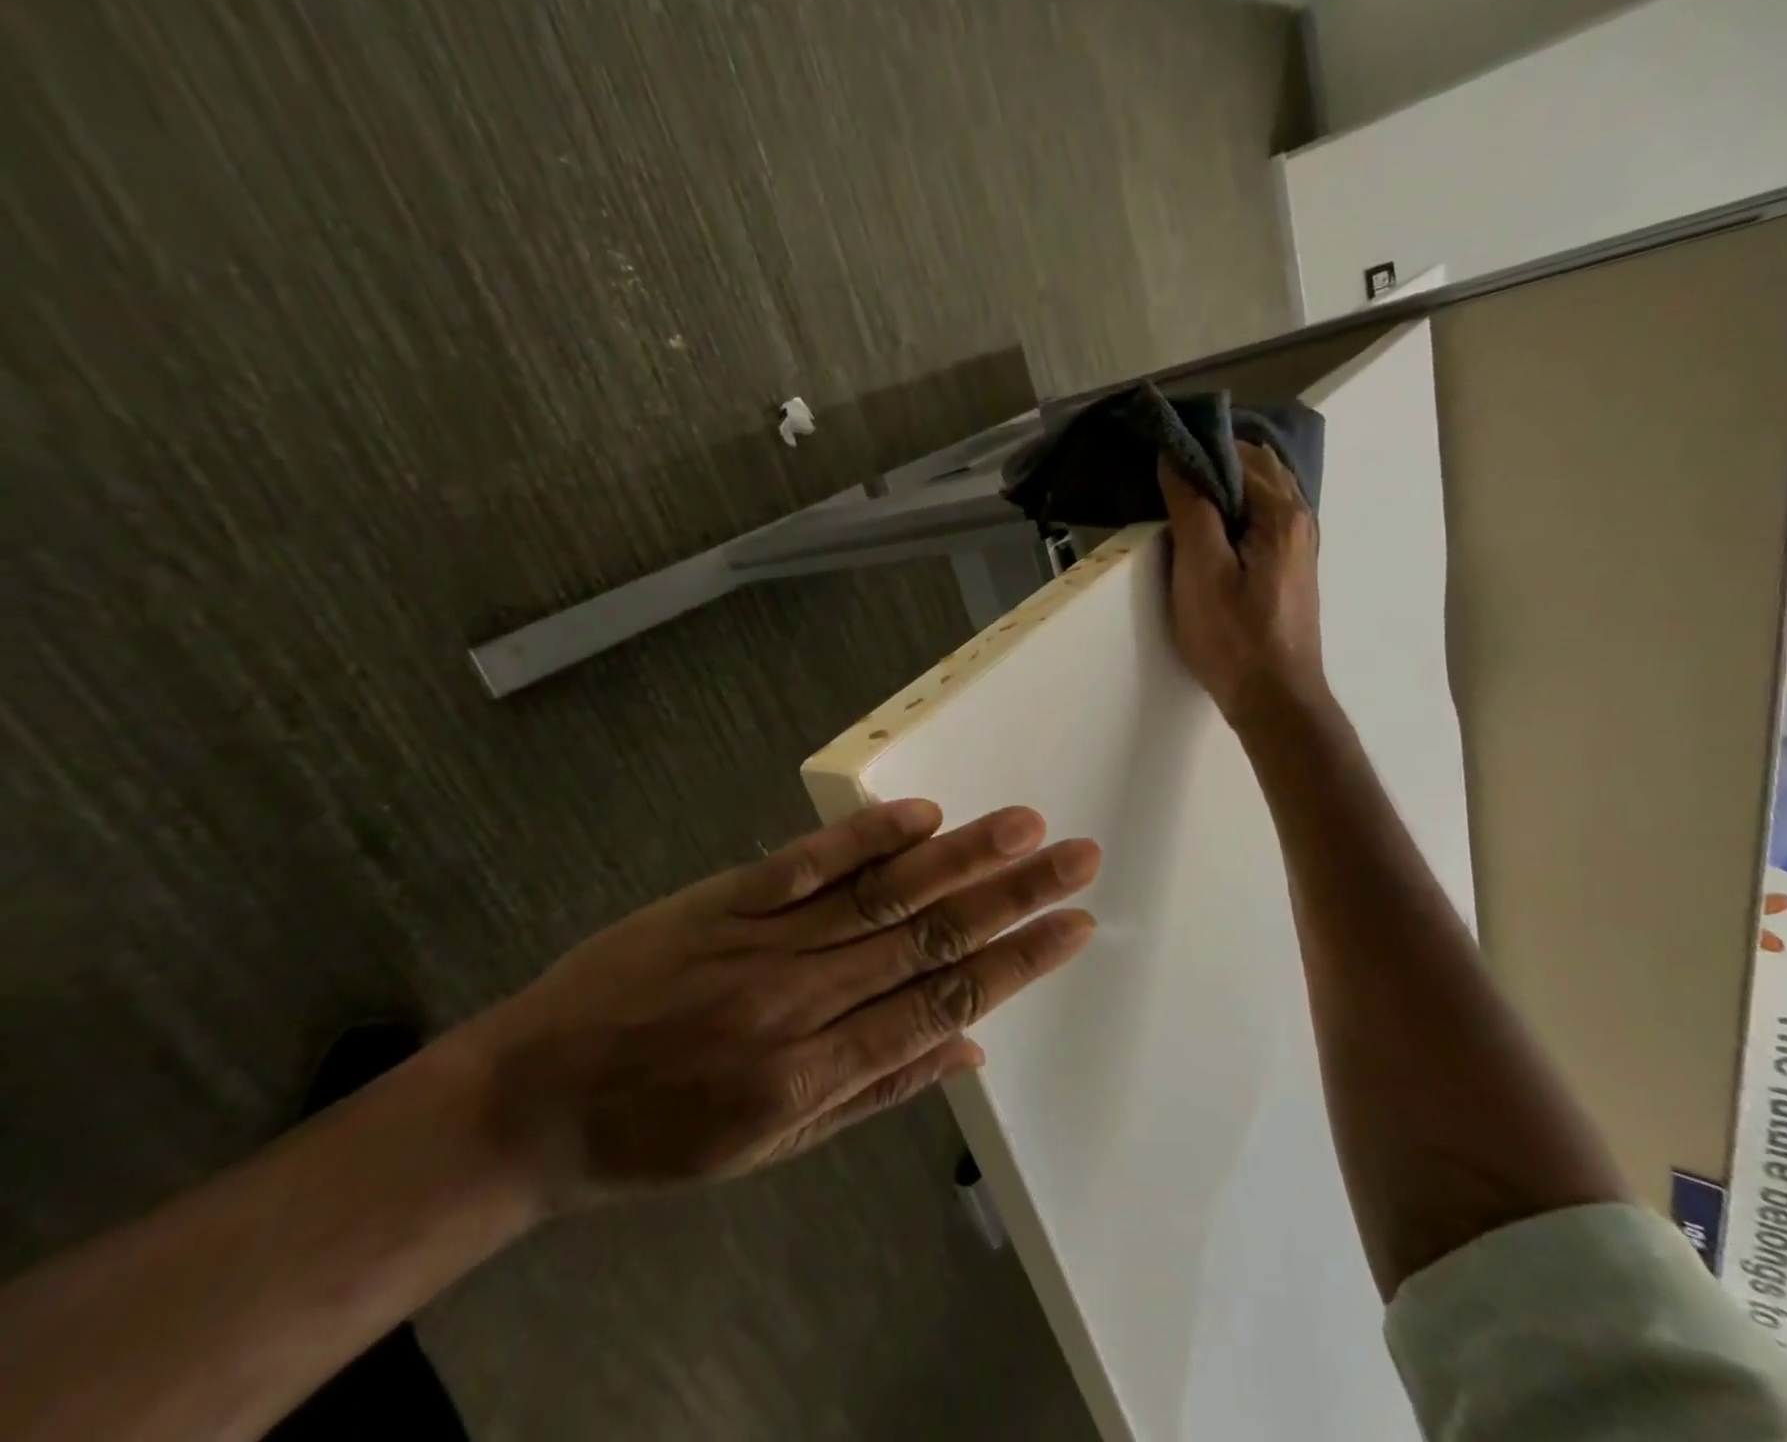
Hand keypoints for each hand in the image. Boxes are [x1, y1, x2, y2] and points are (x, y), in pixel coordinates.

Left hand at [457, 800, 1100, 1209]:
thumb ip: (876, 1094)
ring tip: (1022, 827)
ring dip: (960, 857)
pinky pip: (804, 864)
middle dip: (1014, 895)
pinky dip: (865, 838)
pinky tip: (920, 815)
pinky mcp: (721, 899)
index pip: (944, 1001)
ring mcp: (761, 941)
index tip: (1075, 925)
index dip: (1018, 962)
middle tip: (1077, 858)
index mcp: (817, 1075)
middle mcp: (802, 1001)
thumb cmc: (656, 1137)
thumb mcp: (769, 1148)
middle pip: (929, 939)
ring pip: (881, 894)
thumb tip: (968, 1048)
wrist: (530, 1099)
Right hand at [1158, 440, 1324, 726]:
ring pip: (1261, 493)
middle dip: (1212, 460)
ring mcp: (1298, 545)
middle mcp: (1299, 519)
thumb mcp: (1201, 572)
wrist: (1274, 698)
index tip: (1157, 451)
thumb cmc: (1234, 637)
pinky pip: (1262, 518)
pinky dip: (1235, 509)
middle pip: (1256, 467)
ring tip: (1179, 494)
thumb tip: (1176, 459)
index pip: (1239, 453)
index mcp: (1281, 513)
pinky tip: (1208, 527)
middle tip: (1164, 471)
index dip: (1197, 446)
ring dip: (1224, 485)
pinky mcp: (1289, 568)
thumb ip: (1192, 509)